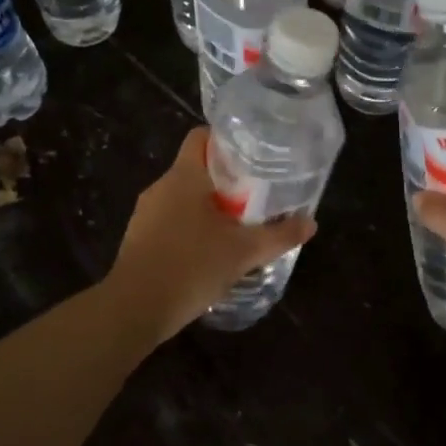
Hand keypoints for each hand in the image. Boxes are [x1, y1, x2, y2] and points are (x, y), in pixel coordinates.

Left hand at [104, 127, 315, 343]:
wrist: (135, 309)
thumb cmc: (191, 266)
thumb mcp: (243, 252)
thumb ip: (279, 235)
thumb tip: (311, 223)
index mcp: (184, 176)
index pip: (201, 137)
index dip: (226, 142)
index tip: (252, 158)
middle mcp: (161, 187)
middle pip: (196, 169)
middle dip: (226, 181)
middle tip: (256, 197)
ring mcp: (145, 213)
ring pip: (183, 198)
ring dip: (209, 208)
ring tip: (238, 227)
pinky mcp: (139, 239)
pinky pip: (170, 222)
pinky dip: (191, 229)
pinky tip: (210, 253)